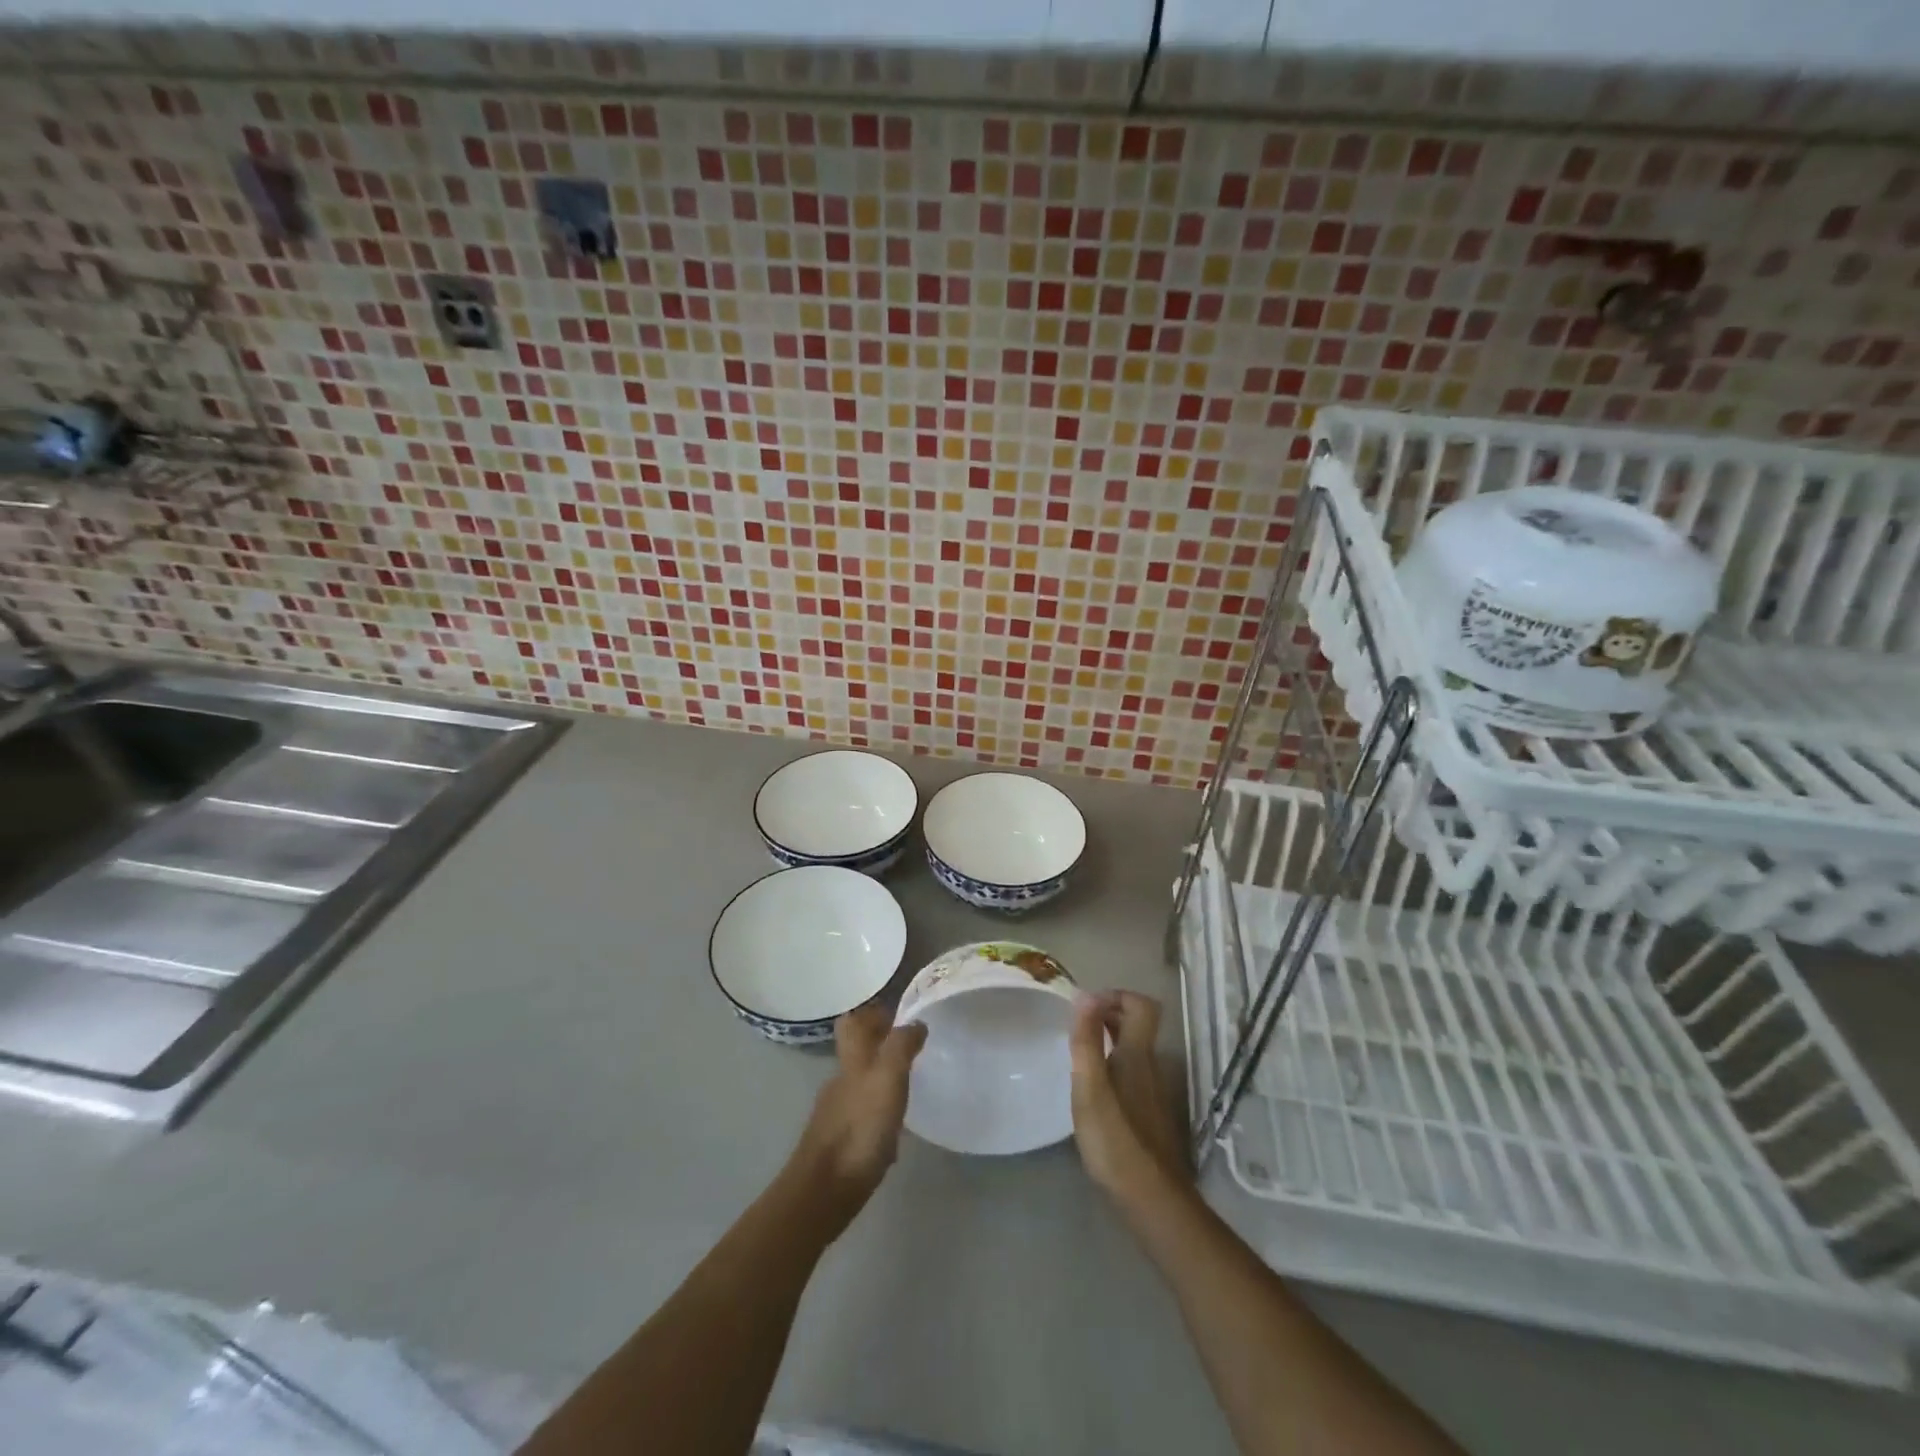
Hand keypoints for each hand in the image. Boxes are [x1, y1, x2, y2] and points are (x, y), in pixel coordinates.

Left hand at [785, 1004, 926, 1231]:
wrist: (822, 1193)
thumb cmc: (858, 1130)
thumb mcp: (887, 1079)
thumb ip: (901, 1047)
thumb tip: (915, 1023)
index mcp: (851, 1061)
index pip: (853, 1022)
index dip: (872, 1013)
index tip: (899, 1013)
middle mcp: (840, 1082)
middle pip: (857, 1052)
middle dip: (881, 1045)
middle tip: (913, 1047)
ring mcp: (836, 1114)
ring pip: (860, 1084)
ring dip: (882, 1079)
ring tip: (911, 1085)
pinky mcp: (839, 1144)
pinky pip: (861, 1116)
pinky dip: (878, 1112)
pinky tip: (895, 1126)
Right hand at [1069, 991, 1188, 1201]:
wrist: (1151, 1198)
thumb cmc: (1115, 1138)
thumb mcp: (1091, 1087)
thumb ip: (1087, 1041)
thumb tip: (1085, 995)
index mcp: (1137, 1053)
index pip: (1141, 1005)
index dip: (1116, 995)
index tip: (1086, 1005)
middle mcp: (1149, 1065)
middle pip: (1137, 1024)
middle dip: (1109, 1013)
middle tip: (1077, 1024)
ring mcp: (1152, 1091)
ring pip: (1134, 1049)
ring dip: (1109, 1039)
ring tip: (1079, 1052)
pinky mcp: (1148, 1113)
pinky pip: (1131, 1072)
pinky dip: (1112, 1065)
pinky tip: (1092, 1088)